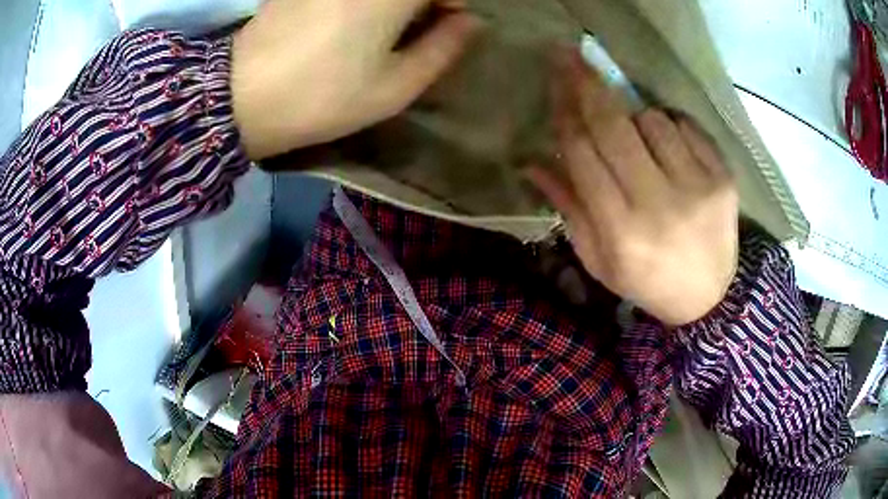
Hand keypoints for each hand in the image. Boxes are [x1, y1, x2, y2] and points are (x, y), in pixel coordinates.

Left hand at [231, 0, 478, 159]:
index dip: (454, 2)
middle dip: (424, 1)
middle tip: (418, 24)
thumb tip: (471, 22)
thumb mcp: (396, 85)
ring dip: (394, 4)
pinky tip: (349, 18)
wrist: (240, 95)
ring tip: (383, 25)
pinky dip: (364, 2)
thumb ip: (444, 48)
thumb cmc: (324, 96)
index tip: (448, 23)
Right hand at [528, 51, 738, 325]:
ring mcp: (697, 188)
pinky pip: (686, 127)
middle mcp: (659, 205)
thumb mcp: (598, 259)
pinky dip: (671, 128)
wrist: (708, 298)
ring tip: (641, 145)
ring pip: (651, 119)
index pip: (582, 152)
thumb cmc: (646, 280)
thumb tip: (531, 161)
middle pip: (614, 125)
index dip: (564, 112)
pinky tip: (670, 150)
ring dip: (636, 119)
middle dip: (587, 83)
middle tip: (568, 55)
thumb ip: (568, 207)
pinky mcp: (723, 179)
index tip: (554, 82)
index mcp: (621, 230)